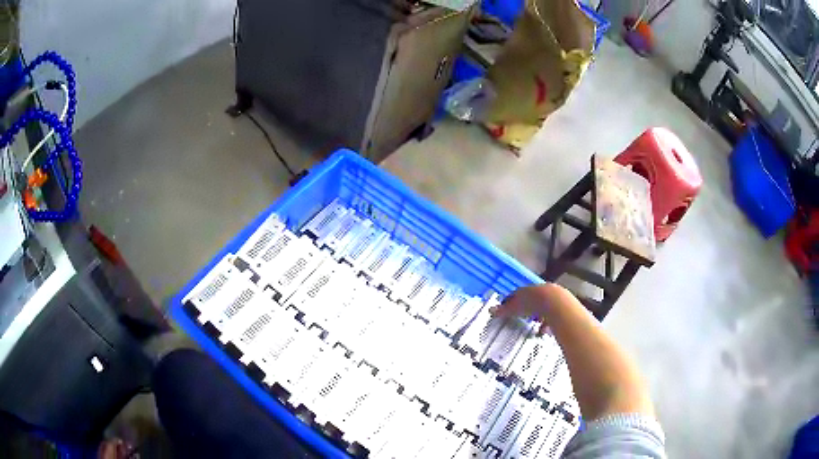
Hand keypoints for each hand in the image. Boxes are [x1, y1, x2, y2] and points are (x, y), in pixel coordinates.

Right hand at [491, 283, 571, 335]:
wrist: (556, 304)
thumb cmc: (532, 304)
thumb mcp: (515, 309)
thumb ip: (504, 310)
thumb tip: (490, 310)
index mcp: (527, 290)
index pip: (517, 294)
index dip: (512, 302)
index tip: (508, 310)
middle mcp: (539, 291)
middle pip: (531, 300)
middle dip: (527, 309)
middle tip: (522, 319)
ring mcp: (551, 297)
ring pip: (543, 307)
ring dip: (539, 317)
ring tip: (535, 328)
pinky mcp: (561, 305)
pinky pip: (553, 315)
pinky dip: (548, 323)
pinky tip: (545, 331)